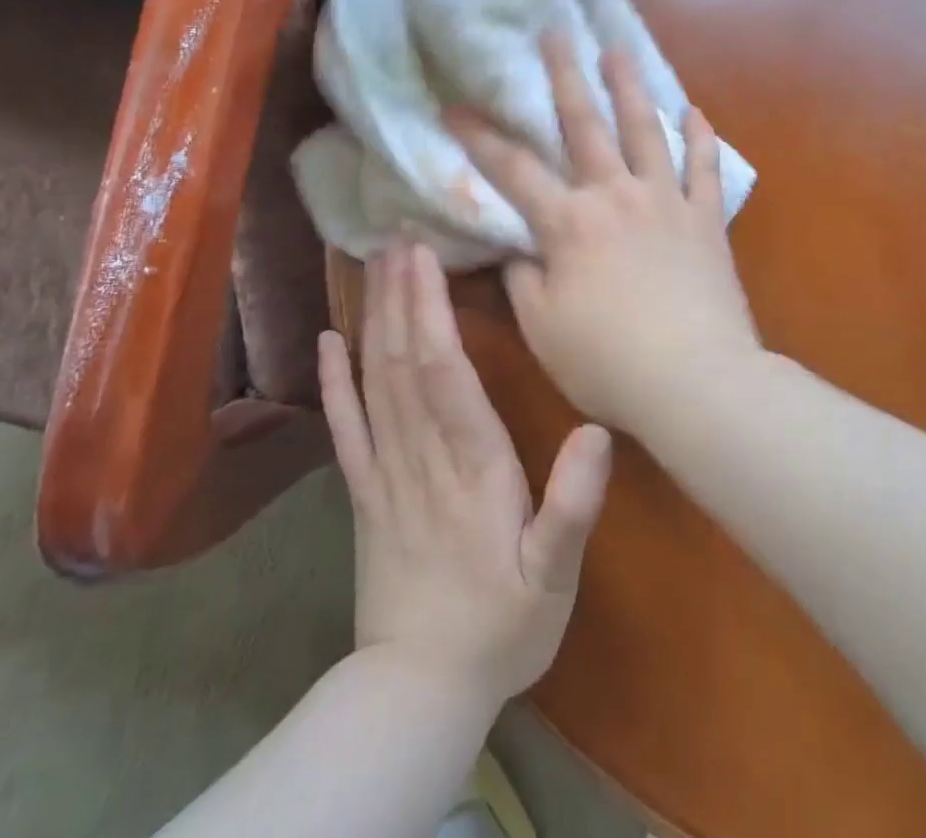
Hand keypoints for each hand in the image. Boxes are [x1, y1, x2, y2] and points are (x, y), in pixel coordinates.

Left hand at [318, 241, 612, 709]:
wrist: (421, 690)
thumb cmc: (502, 626)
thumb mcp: (556, 577)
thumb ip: (573, 506)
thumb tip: (598, 430)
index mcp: (472, 468)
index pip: (445, 375)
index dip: (432, 310)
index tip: (425, 257)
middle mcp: (421, 457)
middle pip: (405, 362)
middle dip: (401, 293)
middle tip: (397, 235)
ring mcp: (383, 472)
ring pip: (375, 381)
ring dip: (373, 318)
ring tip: (373, 264)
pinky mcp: (362, 492)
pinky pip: (344, 427)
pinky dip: (333, 380)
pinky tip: (328, 340)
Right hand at [447, 36, 763, 432]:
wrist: (696, 382)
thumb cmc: (608, 361)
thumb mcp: (542, 328)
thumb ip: (522, 281)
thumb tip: (517, 249)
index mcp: (569, 223)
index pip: (513, 170)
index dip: (479, 137)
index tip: (453, 104)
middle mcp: (616, 196)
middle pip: (585, 125)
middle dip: (564, 76)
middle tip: (555, 32)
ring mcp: (666, 201)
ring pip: (646, 130)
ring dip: (630, 86)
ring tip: (619, 48)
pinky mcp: (705, 219)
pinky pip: (704, 168)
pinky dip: (699, 138)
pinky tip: (694, 111)